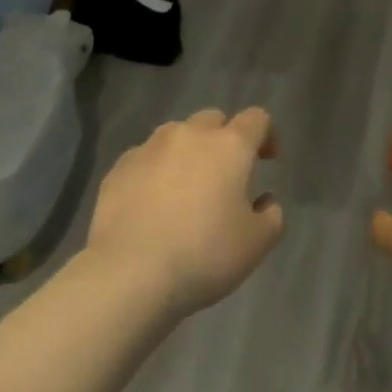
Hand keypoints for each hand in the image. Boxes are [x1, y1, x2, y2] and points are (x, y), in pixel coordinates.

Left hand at [84, 107, 283, 319]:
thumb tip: (266, 200)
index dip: (266, 134)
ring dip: (187, 152)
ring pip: (176, 135)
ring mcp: (150, 147)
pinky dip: (155, 171)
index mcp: (229, 145)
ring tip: (185, 188)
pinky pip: (145, 158)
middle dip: (223, 139)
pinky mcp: (120, 166)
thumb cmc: (203, 255)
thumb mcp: (256, 246)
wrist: (129, 273)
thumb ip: (272, 217)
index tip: (267, 159)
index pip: (256, 119)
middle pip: (213, 120)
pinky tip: (151, 204)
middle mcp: (190, 134)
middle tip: (225, 175)